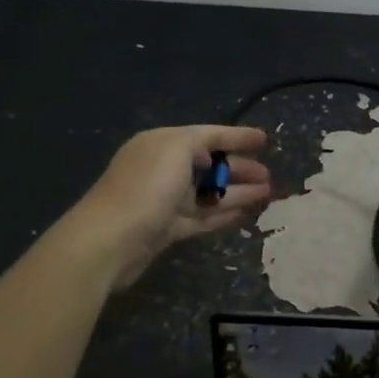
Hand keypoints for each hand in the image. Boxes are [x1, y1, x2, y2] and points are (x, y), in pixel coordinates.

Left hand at [72, 125, 270, 287]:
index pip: (207, 135)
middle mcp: (163, 169)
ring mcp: (164, 201)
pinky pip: (202, 217)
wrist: (109, 241)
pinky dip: (224, 214)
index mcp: (161, 144)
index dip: (236, 136)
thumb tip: (210, 158)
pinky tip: (246, 214)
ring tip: (267, 195)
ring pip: (209, 193)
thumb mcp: (175, 148)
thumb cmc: (146, 188)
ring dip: (238, 193)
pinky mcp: (167, 229)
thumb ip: (198, 143)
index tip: (265, 140)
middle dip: (240, 168)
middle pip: (209, 165)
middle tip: (269, 176)